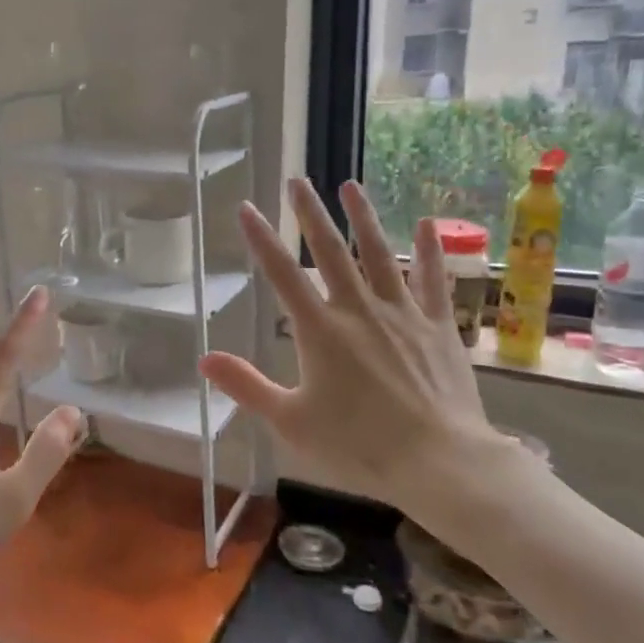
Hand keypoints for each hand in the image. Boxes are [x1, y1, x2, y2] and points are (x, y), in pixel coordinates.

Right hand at [201, 179, 523, 541]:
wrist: (439, 461)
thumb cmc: (358, 445)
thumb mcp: (290, 421)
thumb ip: (247, 386)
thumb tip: (204, 359)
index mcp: (320, 331)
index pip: (283, 275)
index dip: (262, 239)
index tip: (248, 207)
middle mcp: (359, 310)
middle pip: (331, 252)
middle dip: (311, 214)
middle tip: (298, 181)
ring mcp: (403, 314)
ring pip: (380, 254)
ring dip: (363, 218)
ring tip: (350, 185)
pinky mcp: (438, 326)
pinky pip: (432, 280)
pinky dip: (430, 250)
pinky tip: (426, 223)